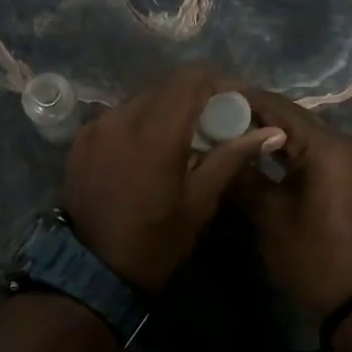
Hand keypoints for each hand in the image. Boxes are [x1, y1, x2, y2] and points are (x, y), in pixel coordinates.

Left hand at [61, 66, 285, 291]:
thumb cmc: (156, 241)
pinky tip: (147, 149)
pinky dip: (138, 124)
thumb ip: (231, 157)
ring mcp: (96, 126)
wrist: (93, 271)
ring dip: (165, 110)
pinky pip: (117, 118)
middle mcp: (122, 117)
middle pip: (165, 88)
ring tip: (182, 137)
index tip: (236, 100)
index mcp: (156, 131)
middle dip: (194, 97)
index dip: (218, 82)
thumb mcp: (200, 202)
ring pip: (140, 101)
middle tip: (215, 121)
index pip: (191, 80)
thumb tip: (271, 132)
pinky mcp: (81, 140)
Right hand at [232, 86, 351, 331]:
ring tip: (231, 133)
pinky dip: (289, 150)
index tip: (209, 97)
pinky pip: (316, 151)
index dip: (242, 100)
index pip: (278, 107)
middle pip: (293, 117)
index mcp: (328, 147)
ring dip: (271, 133)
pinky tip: (260, 154)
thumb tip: (217, 148)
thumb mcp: (268, 216)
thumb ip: (242, 174)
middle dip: (254, 116)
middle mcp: (347, 143)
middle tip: (215, 116)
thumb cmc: (311, 257)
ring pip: (304, 134)